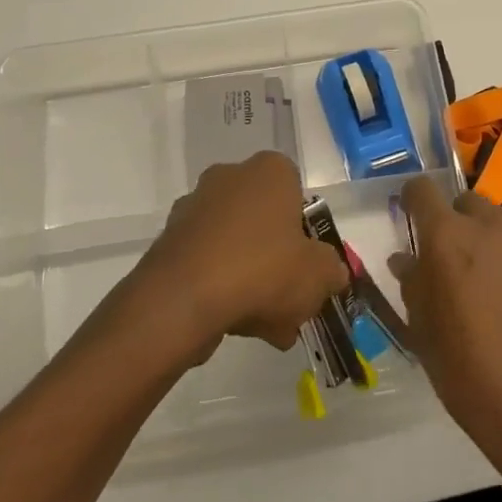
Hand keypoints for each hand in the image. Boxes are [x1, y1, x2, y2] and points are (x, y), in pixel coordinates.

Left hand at [129, 151, 350, 361]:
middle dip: (279, 264)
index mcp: (269, 171)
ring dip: (252, 282)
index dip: (305, 232)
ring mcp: (194, 208)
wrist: (183, 299)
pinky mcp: (170, 241)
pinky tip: (234, 326)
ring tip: (265, 330)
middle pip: (265, 223)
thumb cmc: (263, 269)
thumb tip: (331, 272)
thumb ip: (332, 270)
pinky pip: (208, 263)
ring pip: (237, 246)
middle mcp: (229, 178)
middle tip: (291, 304)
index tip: (309, 266)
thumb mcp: (319, 274)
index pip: (296, 192)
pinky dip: (221, 288)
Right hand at [392, 176, 501, 482]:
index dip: (415, 200)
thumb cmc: (470, 375)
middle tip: (463, 267)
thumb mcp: (423, 333)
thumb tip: (407, 258)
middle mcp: (494, 225)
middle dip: (462, 226)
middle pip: (471, 205)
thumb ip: (413, 284)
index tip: (413, 215)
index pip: (423, 191)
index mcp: (448, 237)